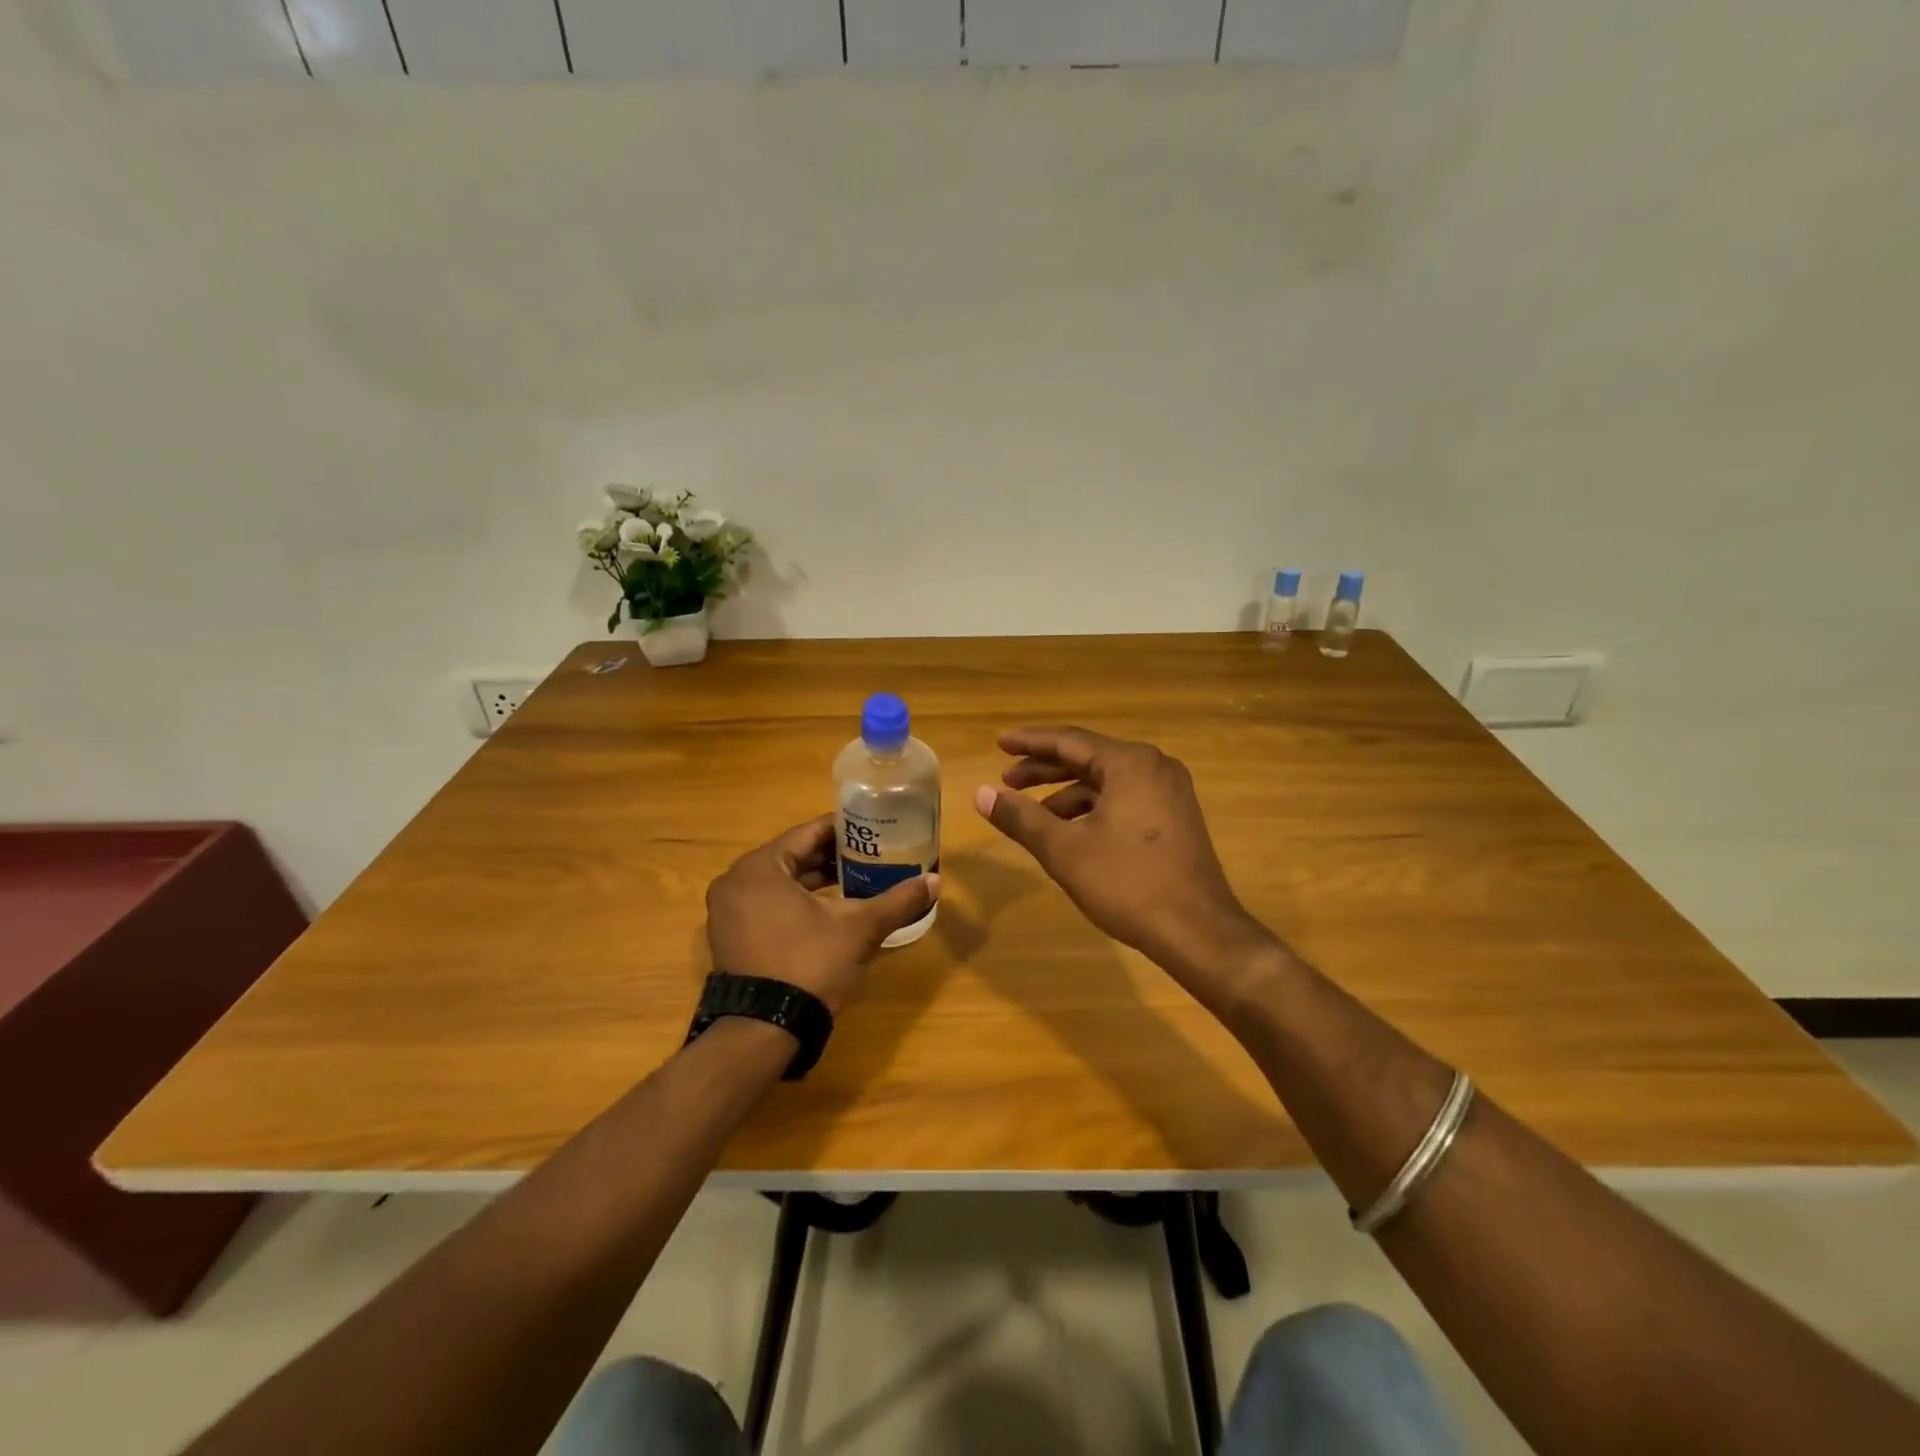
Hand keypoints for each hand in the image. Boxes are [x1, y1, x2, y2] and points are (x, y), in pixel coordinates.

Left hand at [705, 816, 938, 1015]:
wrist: (764, 1030)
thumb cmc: (809, 964)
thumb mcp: (859, 928)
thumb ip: (897, 901)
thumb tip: (934, 881)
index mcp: (759, 867)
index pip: (807, 833)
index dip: (843, 829)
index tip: (871, 829)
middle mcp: (736, 882)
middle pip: (792, 857)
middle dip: (830, 857)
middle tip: (869, 855)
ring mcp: (727, 912)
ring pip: (779, 883)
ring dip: (814, 881)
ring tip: (854, 881)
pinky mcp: (730, 938)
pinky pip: (766, 905)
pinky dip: (794, 903)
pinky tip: (827, 911)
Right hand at [974, 726, 1267, 975]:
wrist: (1199, 932)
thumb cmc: (1127, 884)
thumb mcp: (1064, 850)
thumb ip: (1020, 817)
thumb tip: (981, 793)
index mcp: (1130, 763)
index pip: (1068, 740)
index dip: (1029, 742)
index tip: (999, 743)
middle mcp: (1154, 766)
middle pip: (1088, 757)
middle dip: (1044, 769)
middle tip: (1007, 780)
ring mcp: (1170, 791)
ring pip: (1106, 781)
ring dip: (1067, 793)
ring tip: (1032, 814)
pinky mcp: (1176, 816)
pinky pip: (1124, 798)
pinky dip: (1092, 808)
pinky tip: (1070, 832)